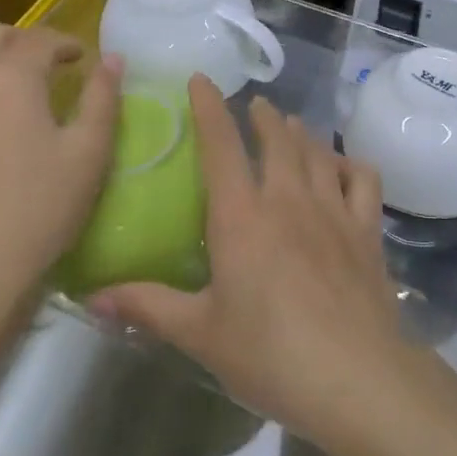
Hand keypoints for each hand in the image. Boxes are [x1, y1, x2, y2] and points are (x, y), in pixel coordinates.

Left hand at [0, 25, 120, 320]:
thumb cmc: (40, 209)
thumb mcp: (89, 154)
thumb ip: (102, 98)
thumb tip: (112, 60)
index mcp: (11, 80)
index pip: (39, 41)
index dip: (65, 43)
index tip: (82, 59)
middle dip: (24, 41)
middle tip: (48, 65)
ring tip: (12, 87)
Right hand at [93, 77, 419, 450]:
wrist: (355, 376)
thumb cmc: (269, 353)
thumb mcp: (200, 333)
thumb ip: (147, 306)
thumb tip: (90, 296)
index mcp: (242, 215)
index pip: (220, 144)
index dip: (209, 107)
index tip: (201, 79)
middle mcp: (288, 197)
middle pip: (277, 138)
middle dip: (263, 116)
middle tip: (256, 107)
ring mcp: (333, 208)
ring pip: (316, 151)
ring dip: (301, 133)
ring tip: (292, 125)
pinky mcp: (366, 228)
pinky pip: (362, 179)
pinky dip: (350, 164)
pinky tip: (344, 167)